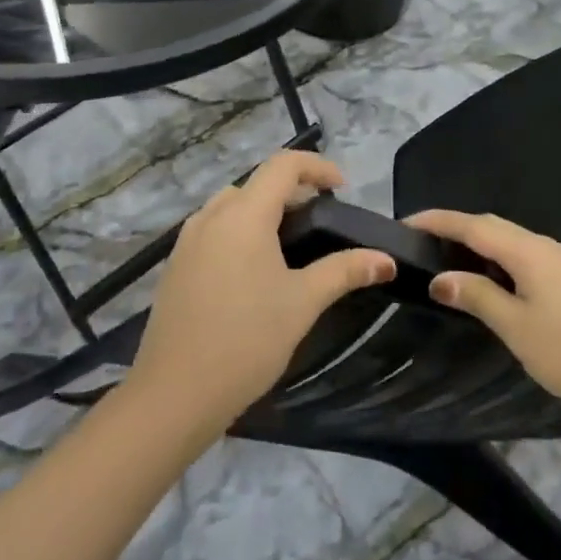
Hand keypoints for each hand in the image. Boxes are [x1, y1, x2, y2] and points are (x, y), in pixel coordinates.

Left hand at [128, 152, 395, 432]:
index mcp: (244, 214)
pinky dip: (240, 231)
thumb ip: (344, 272)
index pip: (283, 164)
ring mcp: (187, 240)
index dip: (317, 167)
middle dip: (292, 192)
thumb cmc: (246, 340)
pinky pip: (214, 230)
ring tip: (291, 245)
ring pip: (232, 206)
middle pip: (257, 183)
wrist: (174, 394)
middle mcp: (211, 216)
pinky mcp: (175, 265)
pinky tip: (253, 272)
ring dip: (264, 211)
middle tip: (321, 222)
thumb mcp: (302, 303)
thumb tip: (386, 260)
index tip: (343, 189)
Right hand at [406, 209, 560, 420]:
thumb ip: (477, 296)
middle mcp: (543, 245)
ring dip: (477, 242)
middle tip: (421, 242)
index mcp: (527, 251)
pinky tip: (490, 278)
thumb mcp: (515, 327)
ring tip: (448, 259)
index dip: (438, 221)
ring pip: (509, 239)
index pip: (472, 225)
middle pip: (491, 225)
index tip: (405, 223)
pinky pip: (523, 253)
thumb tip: (440, 278)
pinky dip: (497, 256)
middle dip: (455, 228)